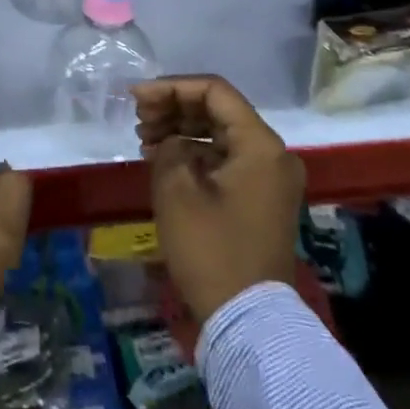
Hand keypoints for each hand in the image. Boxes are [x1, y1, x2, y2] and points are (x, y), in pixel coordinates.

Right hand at [134, 74, 305, 321]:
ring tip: (144, 137)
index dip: (171, 88)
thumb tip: (171, 140)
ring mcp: (269, 178)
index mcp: (260, 144)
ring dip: (182, 129)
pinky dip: (195, 153)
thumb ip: (169, 146)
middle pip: (219, 110)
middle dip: (175, 107)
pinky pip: (226, 159)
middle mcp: (272, 154)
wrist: (247, 320)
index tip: (137, 97)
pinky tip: (163, 158)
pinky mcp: (261, 199)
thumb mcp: (177, 190)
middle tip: (138, 118)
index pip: (214, 92)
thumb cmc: (211, 249)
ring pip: (220, 134)